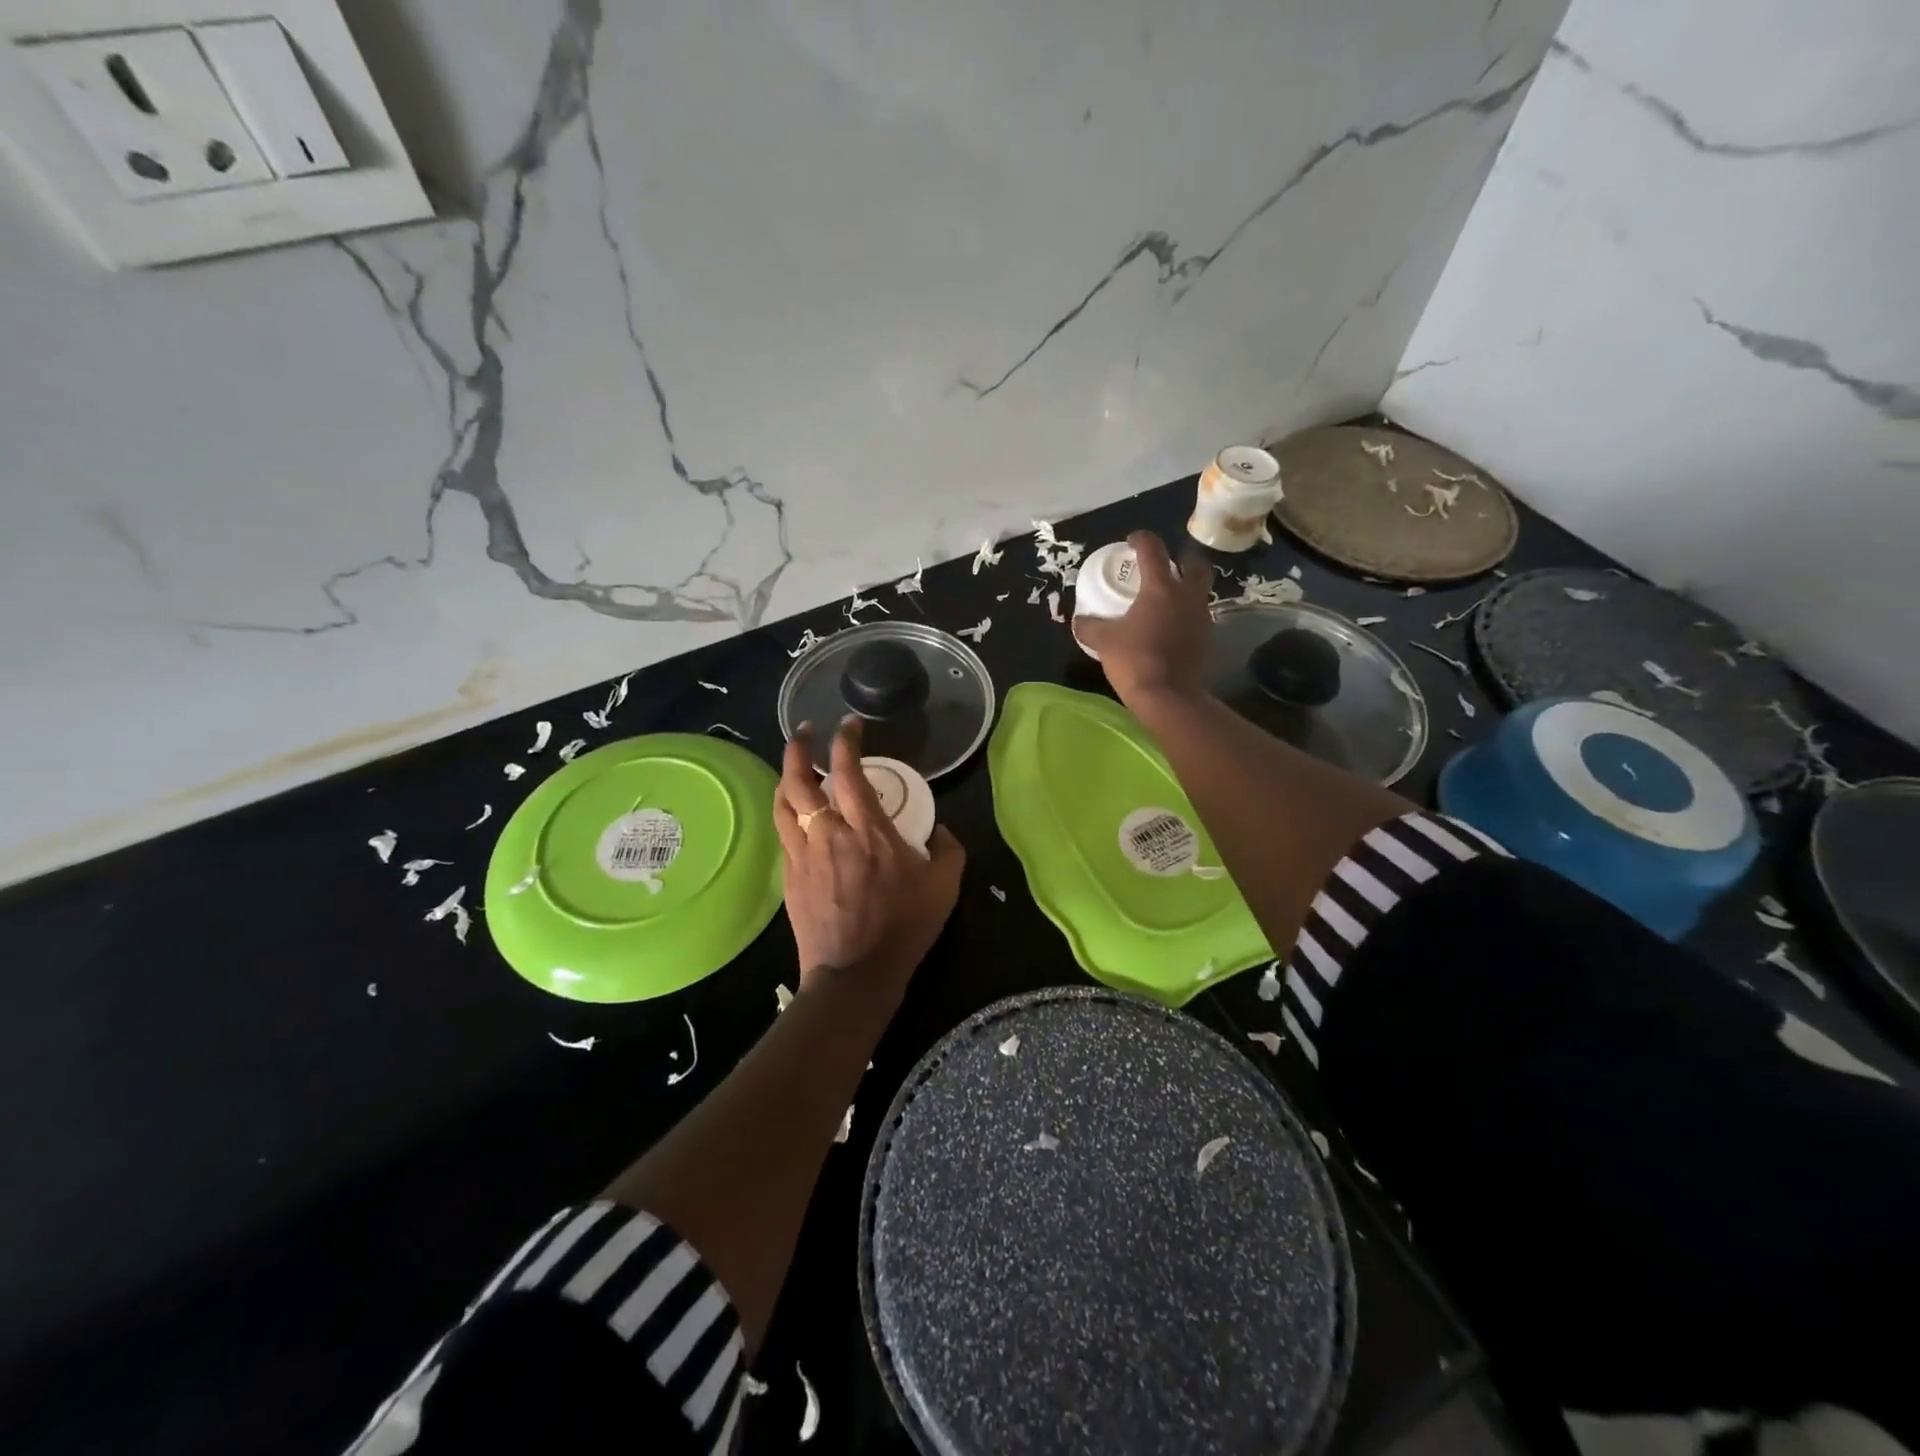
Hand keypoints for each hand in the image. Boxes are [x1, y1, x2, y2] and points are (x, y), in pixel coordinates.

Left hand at [773, 718, 964, 993]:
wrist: (855, 974)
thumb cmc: (903, 927)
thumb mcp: (945, 886)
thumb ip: (949, 850)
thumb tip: (940, 830)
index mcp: (867, 830)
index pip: (848, 771)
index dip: (845, 741)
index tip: (848, 725)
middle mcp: (828, 833)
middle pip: (798, 780)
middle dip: (798, 748)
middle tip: (805, 732)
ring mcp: (803, 855)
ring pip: (782, 804)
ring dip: (785, 778)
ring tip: (795, 767)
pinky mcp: (790, 877)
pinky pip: (783, 834)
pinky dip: (787, 813)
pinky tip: (796, 815)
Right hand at [1073, 530, 1215, 711]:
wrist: (1168, 696)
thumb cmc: (1134, 660)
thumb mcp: (1103, 641)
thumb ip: (1089, 626)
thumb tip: (1078, 621)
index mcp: (1161, 587)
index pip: (1153, 550)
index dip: (1142, 539)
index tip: (1132, 540)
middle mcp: (1187, 596)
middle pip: (1194, 564)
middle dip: (1181, 559)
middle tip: (1165, 564)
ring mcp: (1201, 617)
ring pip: (1199, 592)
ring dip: (1185, 589)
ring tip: (1165, 598)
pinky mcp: (1207, 639)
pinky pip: (1197, 617)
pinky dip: (1185, 615)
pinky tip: (1170, 627)